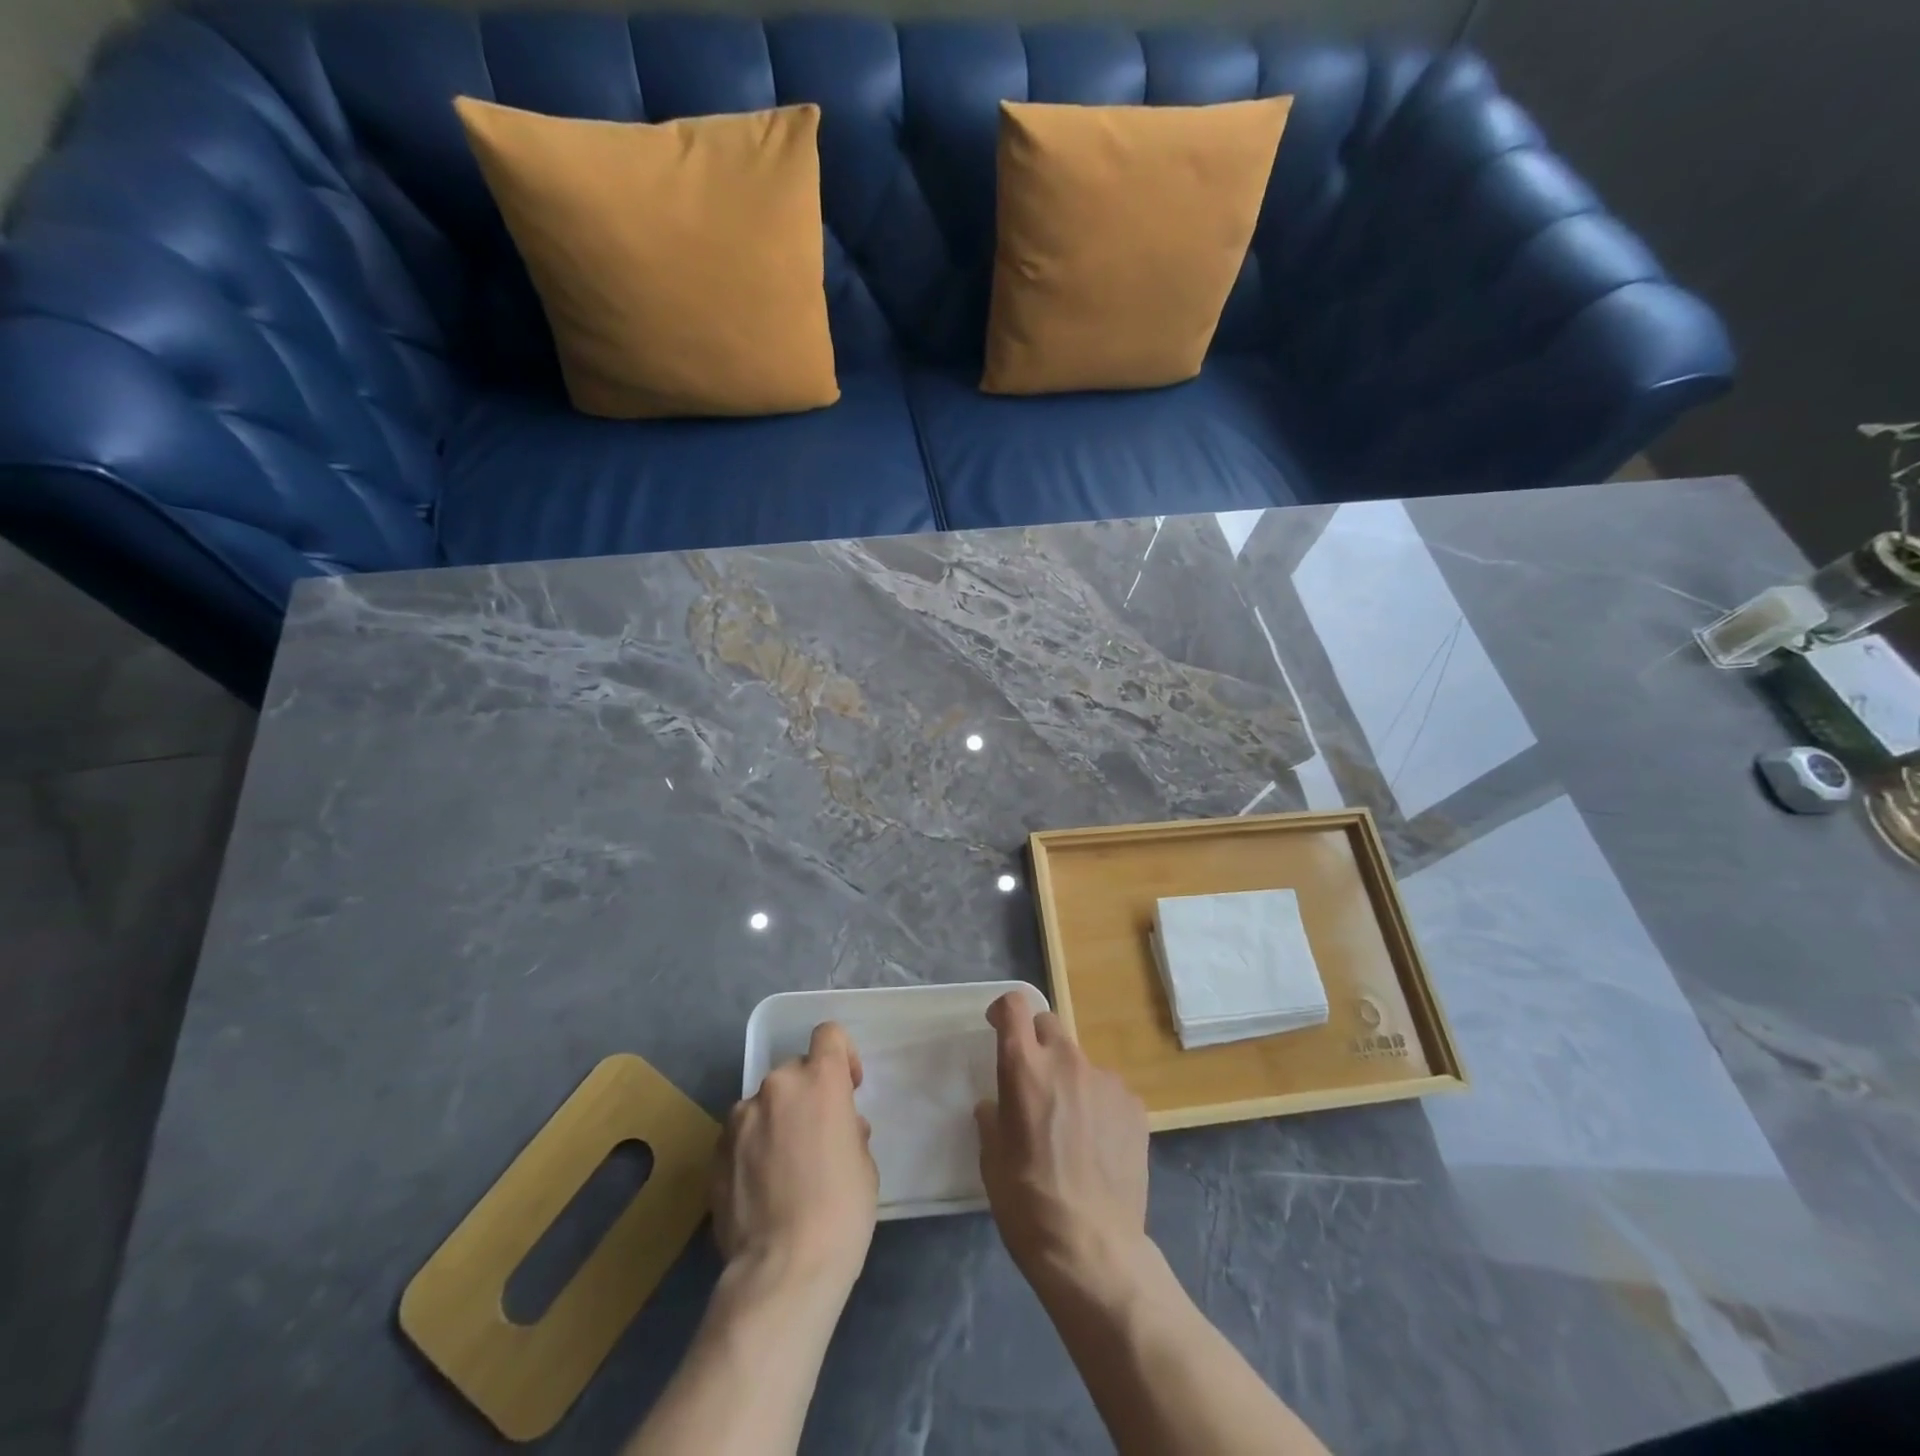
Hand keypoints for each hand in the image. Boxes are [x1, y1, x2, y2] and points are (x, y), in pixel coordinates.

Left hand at [713, 1022, 877, 1299]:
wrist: (783, 1271)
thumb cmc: (841, 1212)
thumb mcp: (863, 1165)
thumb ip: (848, 1131)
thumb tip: (837, 1130)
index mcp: (819, 1081)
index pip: (828, 1035)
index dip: (841, 1055)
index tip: (848, 1087)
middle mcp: (777, 1086)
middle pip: (794, 1071)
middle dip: (806, 1095)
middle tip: (816, 1138)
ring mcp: (740, 1119)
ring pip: (763, 1104)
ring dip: (776, 1121)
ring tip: (783, 1168)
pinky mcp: (715, 1152)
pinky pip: (740, 1136)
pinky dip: (751, 1149)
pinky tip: (760, 1189)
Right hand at [975, 991, 1150, 1290]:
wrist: (1093, 1248)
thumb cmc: (1028, 1203)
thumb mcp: (992, 1160)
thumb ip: (993, 1118)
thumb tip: (997, 1105)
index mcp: (1025, 1068)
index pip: (1014, 1006)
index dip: (1004, 1010)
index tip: (999, 1027)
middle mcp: (1067, 1061)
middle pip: (1049, 1025)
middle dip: (1037, 1043)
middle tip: (1034, 1082)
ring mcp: (1106, 1081)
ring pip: (1080, 1062)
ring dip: (1070, 1079)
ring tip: (1070, 1127)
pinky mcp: (1135, 1105)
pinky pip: (1108, 1091)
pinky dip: (1098, 1105)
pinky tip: (1098, 1145)